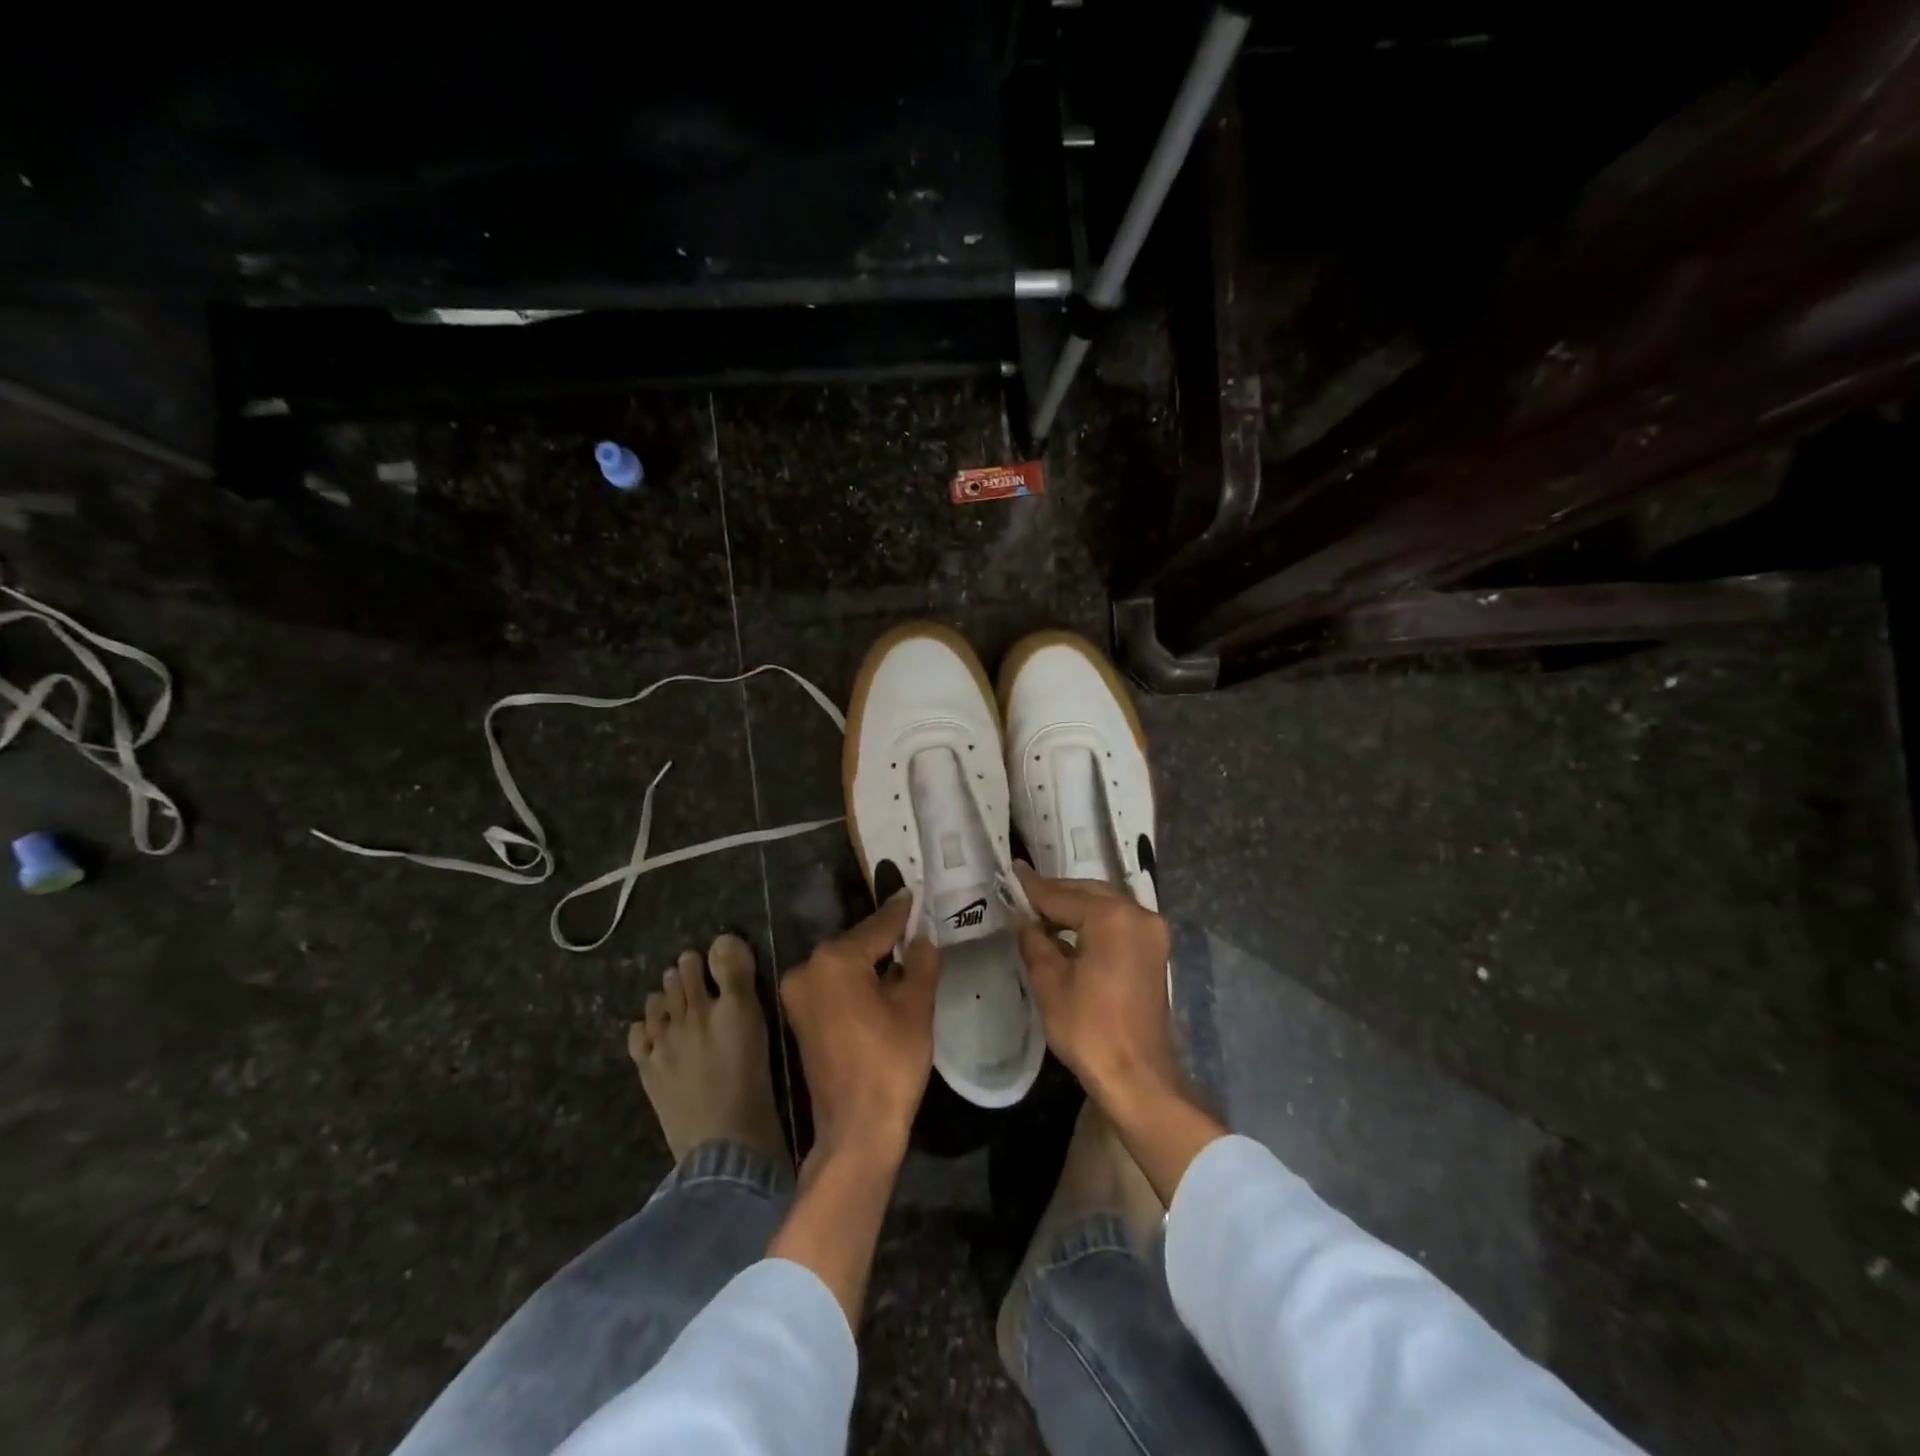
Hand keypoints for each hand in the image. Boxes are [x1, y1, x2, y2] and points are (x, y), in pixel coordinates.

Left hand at [781, 892, 940, 1164]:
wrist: (855, 1131)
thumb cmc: (890, 1065)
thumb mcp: (916, 1008)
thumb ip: (921, 962)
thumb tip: (922, 937)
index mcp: (835, 960)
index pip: (878, 926)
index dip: (901, 913)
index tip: (915, 894)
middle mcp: (808, 969)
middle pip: (857, 944)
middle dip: (886, 938)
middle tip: (916, 927)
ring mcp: (798, 995)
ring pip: (844, 965)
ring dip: (871, 961)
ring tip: (905, 953)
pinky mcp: (799, 1017)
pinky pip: (833, 985)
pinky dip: (856, 981)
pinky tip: (882, 984)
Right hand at [1014, 864, 1222, 1205]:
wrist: (1137, 1077)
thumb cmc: (1089, 1029)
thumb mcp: (1050, 982)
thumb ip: (1034, 940)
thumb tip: (1020, 917)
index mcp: (1112, 917)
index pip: (1063, 895)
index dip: (1033, 887)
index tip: (1013, 870)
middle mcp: (1138, 914)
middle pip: (1089, 892)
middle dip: (1057, 893)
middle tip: (1024, 893)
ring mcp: (1152, 932)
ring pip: (1106, 904)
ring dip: (1076, 906)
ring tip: (1041, 912)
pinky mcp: (1155, 951)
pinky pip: (1119, 922)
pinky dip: (1094, 921)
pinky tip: (1070, 930)